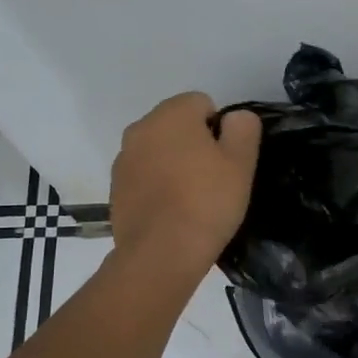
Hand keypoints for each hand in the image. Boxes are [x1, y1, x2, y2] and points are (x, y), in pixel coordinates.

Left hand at [109, 93, 261, 285]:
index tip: (226, 160)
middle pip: (176, 125)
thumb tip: (235, 117)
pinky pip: (143, 175)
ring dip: (172, 163)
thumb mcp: (241, 163)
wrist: (160, 254)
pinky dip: (156, 185)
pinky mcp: (115, 188)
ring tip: (190, 199)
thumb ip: (243, 128)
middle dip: (193, 143)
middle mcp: (141, 128)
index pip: (202, 103)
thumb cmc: (206, 202)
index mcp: (171, 114)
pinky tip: (170, 212)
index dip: (219, 129)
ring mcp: (123, 159)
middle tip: (212, 179)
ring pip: (157, 150)